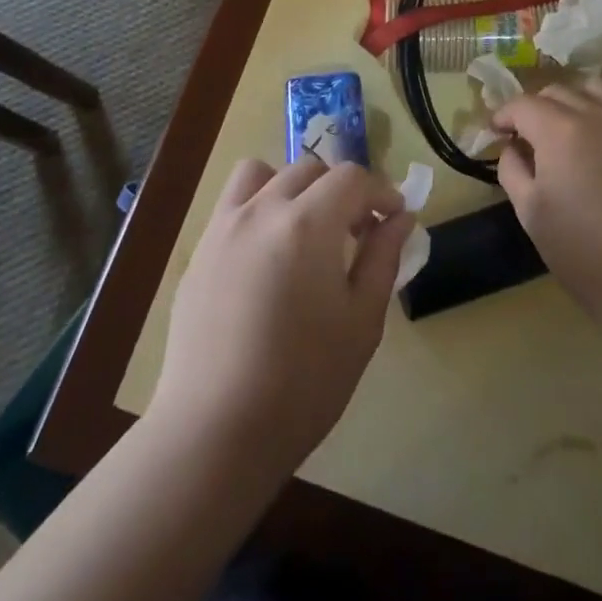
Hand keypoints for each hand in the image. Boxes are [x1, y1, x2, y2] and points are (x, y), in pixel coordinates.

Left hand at [148, 158, 415, 484]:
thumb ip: (383, 257)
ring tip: (304, 228)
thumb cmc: (303, 382)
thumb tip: (401, 218)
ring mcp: (224, 226)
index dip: (381, 191)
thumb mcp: (361, 322)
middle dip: (341, 190)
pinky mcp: (200, 250)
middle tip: (356, 232)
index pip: (352, 177)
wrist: (215, 432)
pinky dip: (258, 206)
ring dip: (292, 186)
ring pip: (263, 173)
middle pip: (310, 169)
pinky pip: (233, 203)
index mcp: (308, 223)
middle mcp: (263, 209)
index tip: (394, 219)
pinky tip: (266, 255)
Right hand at [493, 76, 601, 335]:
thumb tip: (513, 146)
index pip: (522, 105)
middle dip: (534, 108)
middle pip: (556, 92)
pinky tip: (597, 147)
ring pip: (592, 91)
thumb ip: (512, 168)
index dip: (503, 115)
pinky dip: (599, 115)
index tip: (495, 132)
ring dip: (570, 102)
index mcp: (559, 130)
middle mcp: (595, 115)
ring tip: (564, 130)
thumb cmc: (581, 250)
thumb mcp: (529, 211)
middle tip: (526, 137)